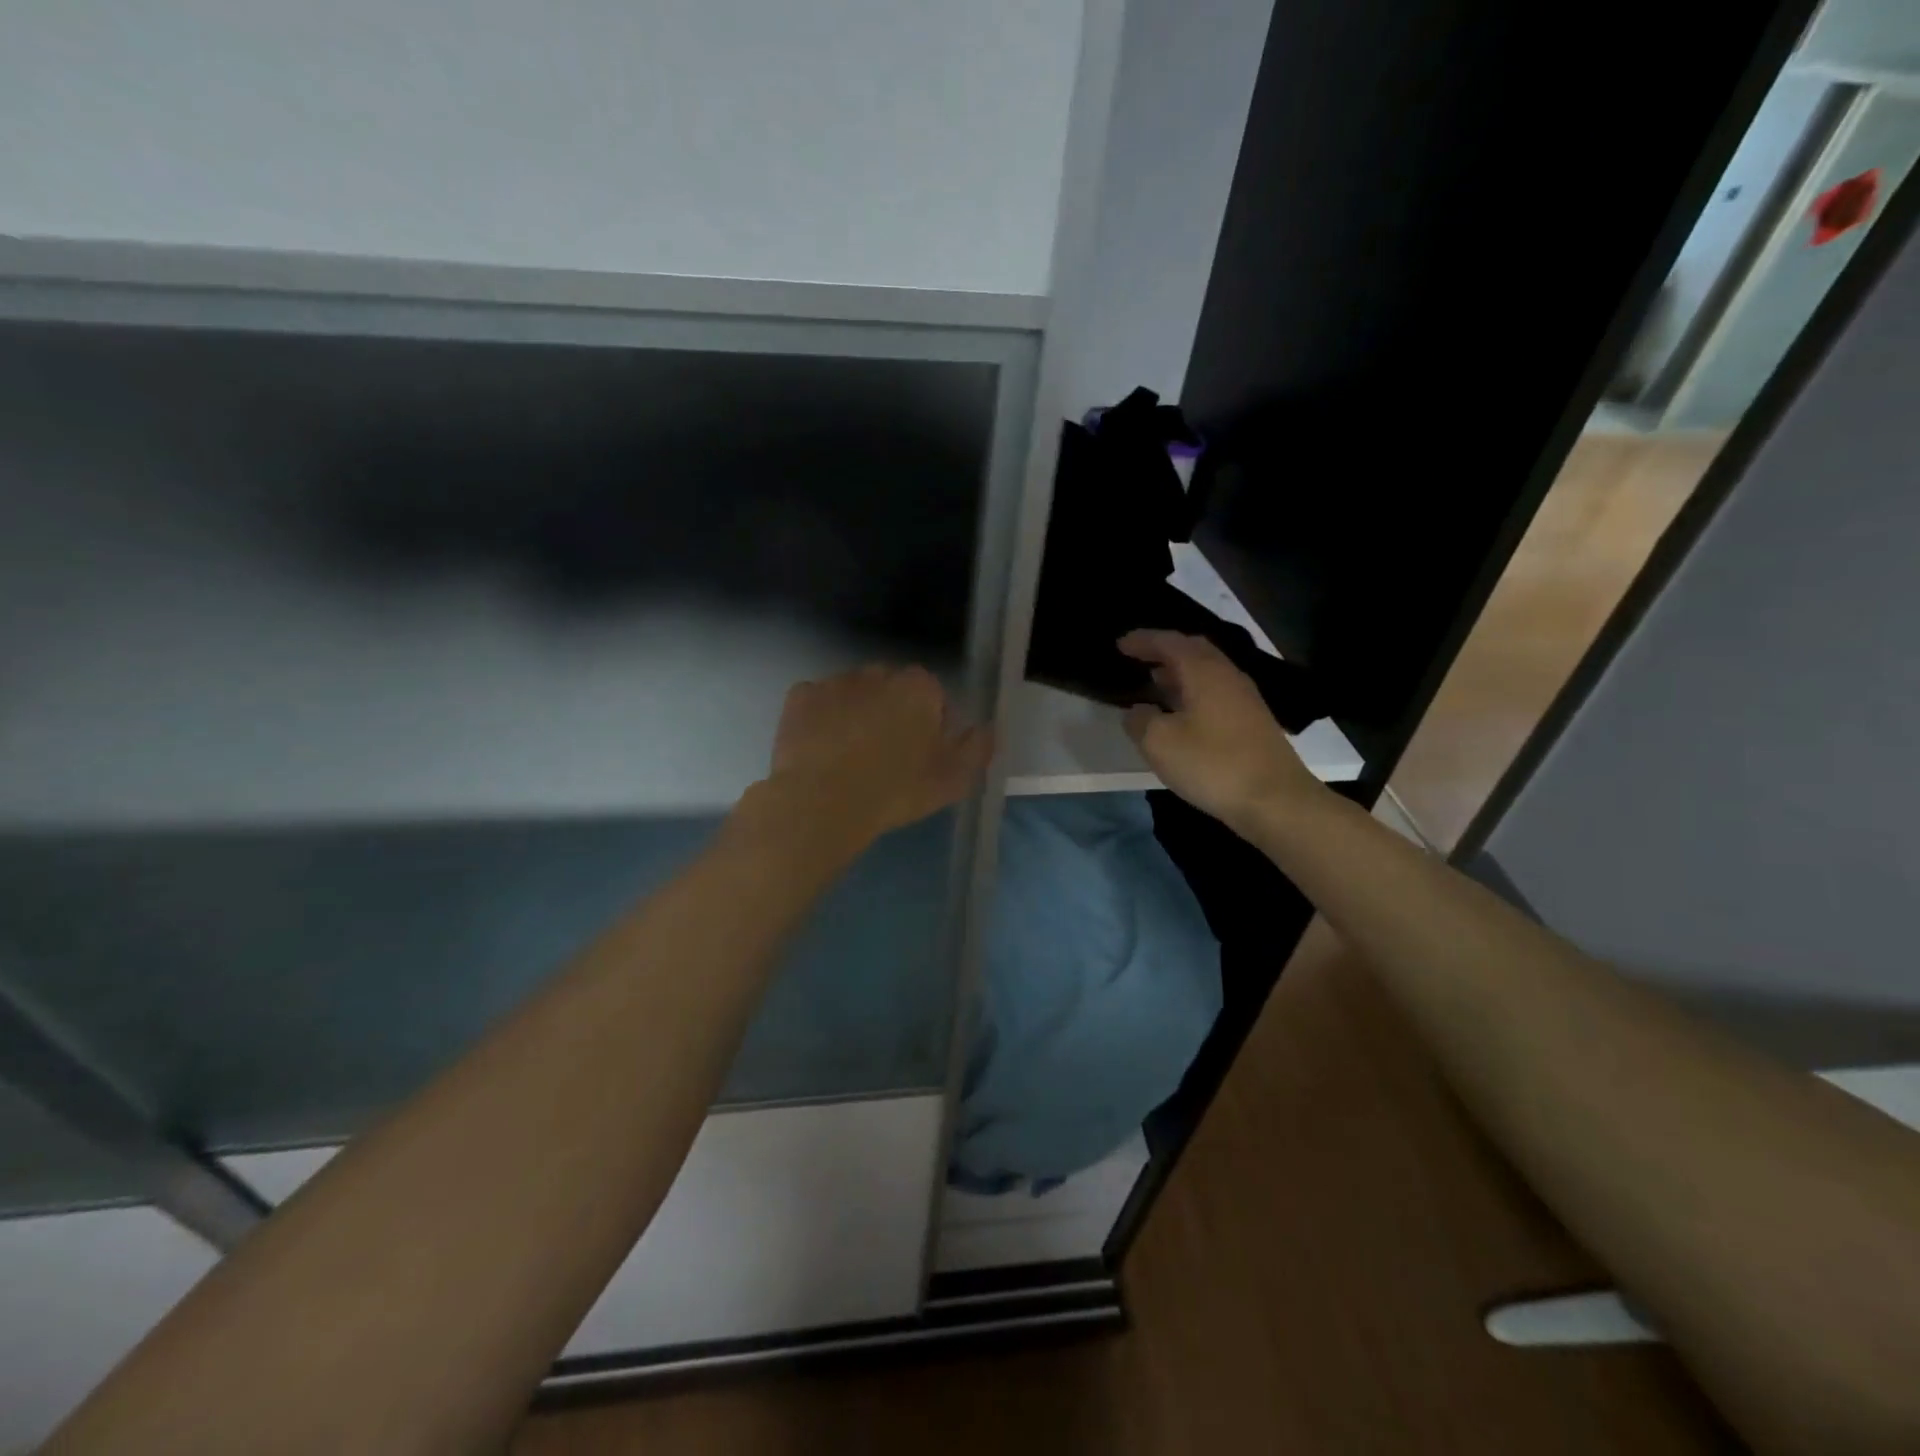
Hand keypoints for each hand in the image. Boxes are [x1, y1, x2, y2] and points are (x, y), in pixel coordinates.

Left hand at [764, 664, 993, 848]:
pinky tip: (822, 750)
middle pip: (892, 690)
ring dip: (857, 714)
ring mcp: (835, 682)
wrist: (822, 802)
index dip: (930, 725)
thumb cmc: (895, 791)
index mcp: (918, 687)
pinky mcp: (800, 697)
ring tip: (851, 756)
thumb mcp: (953, 780)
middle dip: (892, 714)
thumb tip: (987, 728)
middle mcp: (878, 673)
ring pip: (854, 694)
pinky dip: (822, 720)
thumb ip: (977, 749)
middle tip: (887, 757)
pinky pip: (818, 703)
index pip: (933, 696)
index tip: (922, 756)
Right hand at [1118, 630, 1319, 830]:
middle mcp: (1227, 675)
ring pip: (1207, 672)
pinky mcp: (1252, 721)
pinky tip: (1181, 711)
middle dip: (1164, 650)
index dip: (1143, 640)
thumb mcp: (1159, 743)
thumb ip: (1140, 720)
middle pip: (1194, 650)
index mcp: (1204, 671)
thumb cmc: (1212, 764)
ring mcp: (1244, 698)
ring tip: (1155, 682)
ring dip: (1179, 672)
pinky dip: (1193, 691)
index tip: (1120, 644)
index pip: (1169, 642)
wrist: (1275, 800)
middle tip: (1139, 657)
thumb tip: (1137, 711)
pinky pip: (1215, 692)